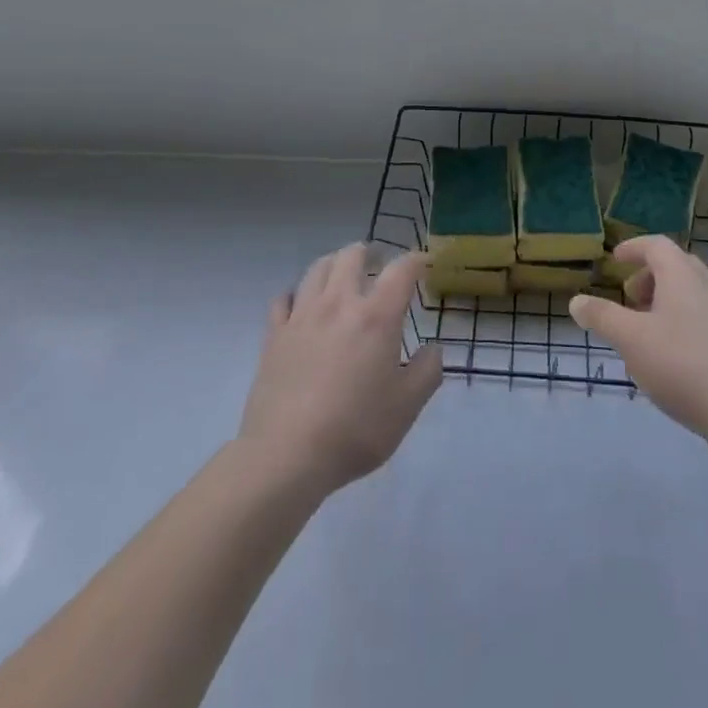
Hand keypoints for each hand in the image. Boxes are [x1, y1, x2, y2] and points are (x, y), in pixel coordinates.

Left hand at [237, 243, 442, 496]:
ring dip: (334, 264)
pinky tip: (301, 305)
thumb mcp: (407, 407)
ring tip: (342, 275)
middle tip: (379, 262)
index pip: (401, 270)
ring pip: (317, 268)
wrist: (286, 455)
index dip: (416, 260)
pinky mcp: (274, 334)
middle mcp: (339, 303)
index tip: (424, 264)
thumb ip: (427, 372)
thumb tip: (433, 349)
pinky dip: (297, 294)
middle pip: (352, 256)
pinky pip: (284, 298)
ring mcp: (302, 316)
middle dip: (370, 252)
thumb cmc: (355, 429)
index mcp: (376, 316)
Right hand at [568, 235, 707, 443]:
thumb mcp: (630, 340)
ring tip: (646, 331)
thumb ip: (602, 317)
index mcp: (682, 276)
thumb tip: (577, 301)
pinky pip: (704, 318)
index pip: (656, 245)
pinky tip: (672, 357)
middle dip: (649, 276)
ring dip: (666, 301)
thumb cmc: (681, 365)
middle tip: (629, 298)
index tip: (615, 260)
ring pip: (692, 293)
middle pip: (677, 266)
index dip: (633, 248)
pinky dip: (683, 322)